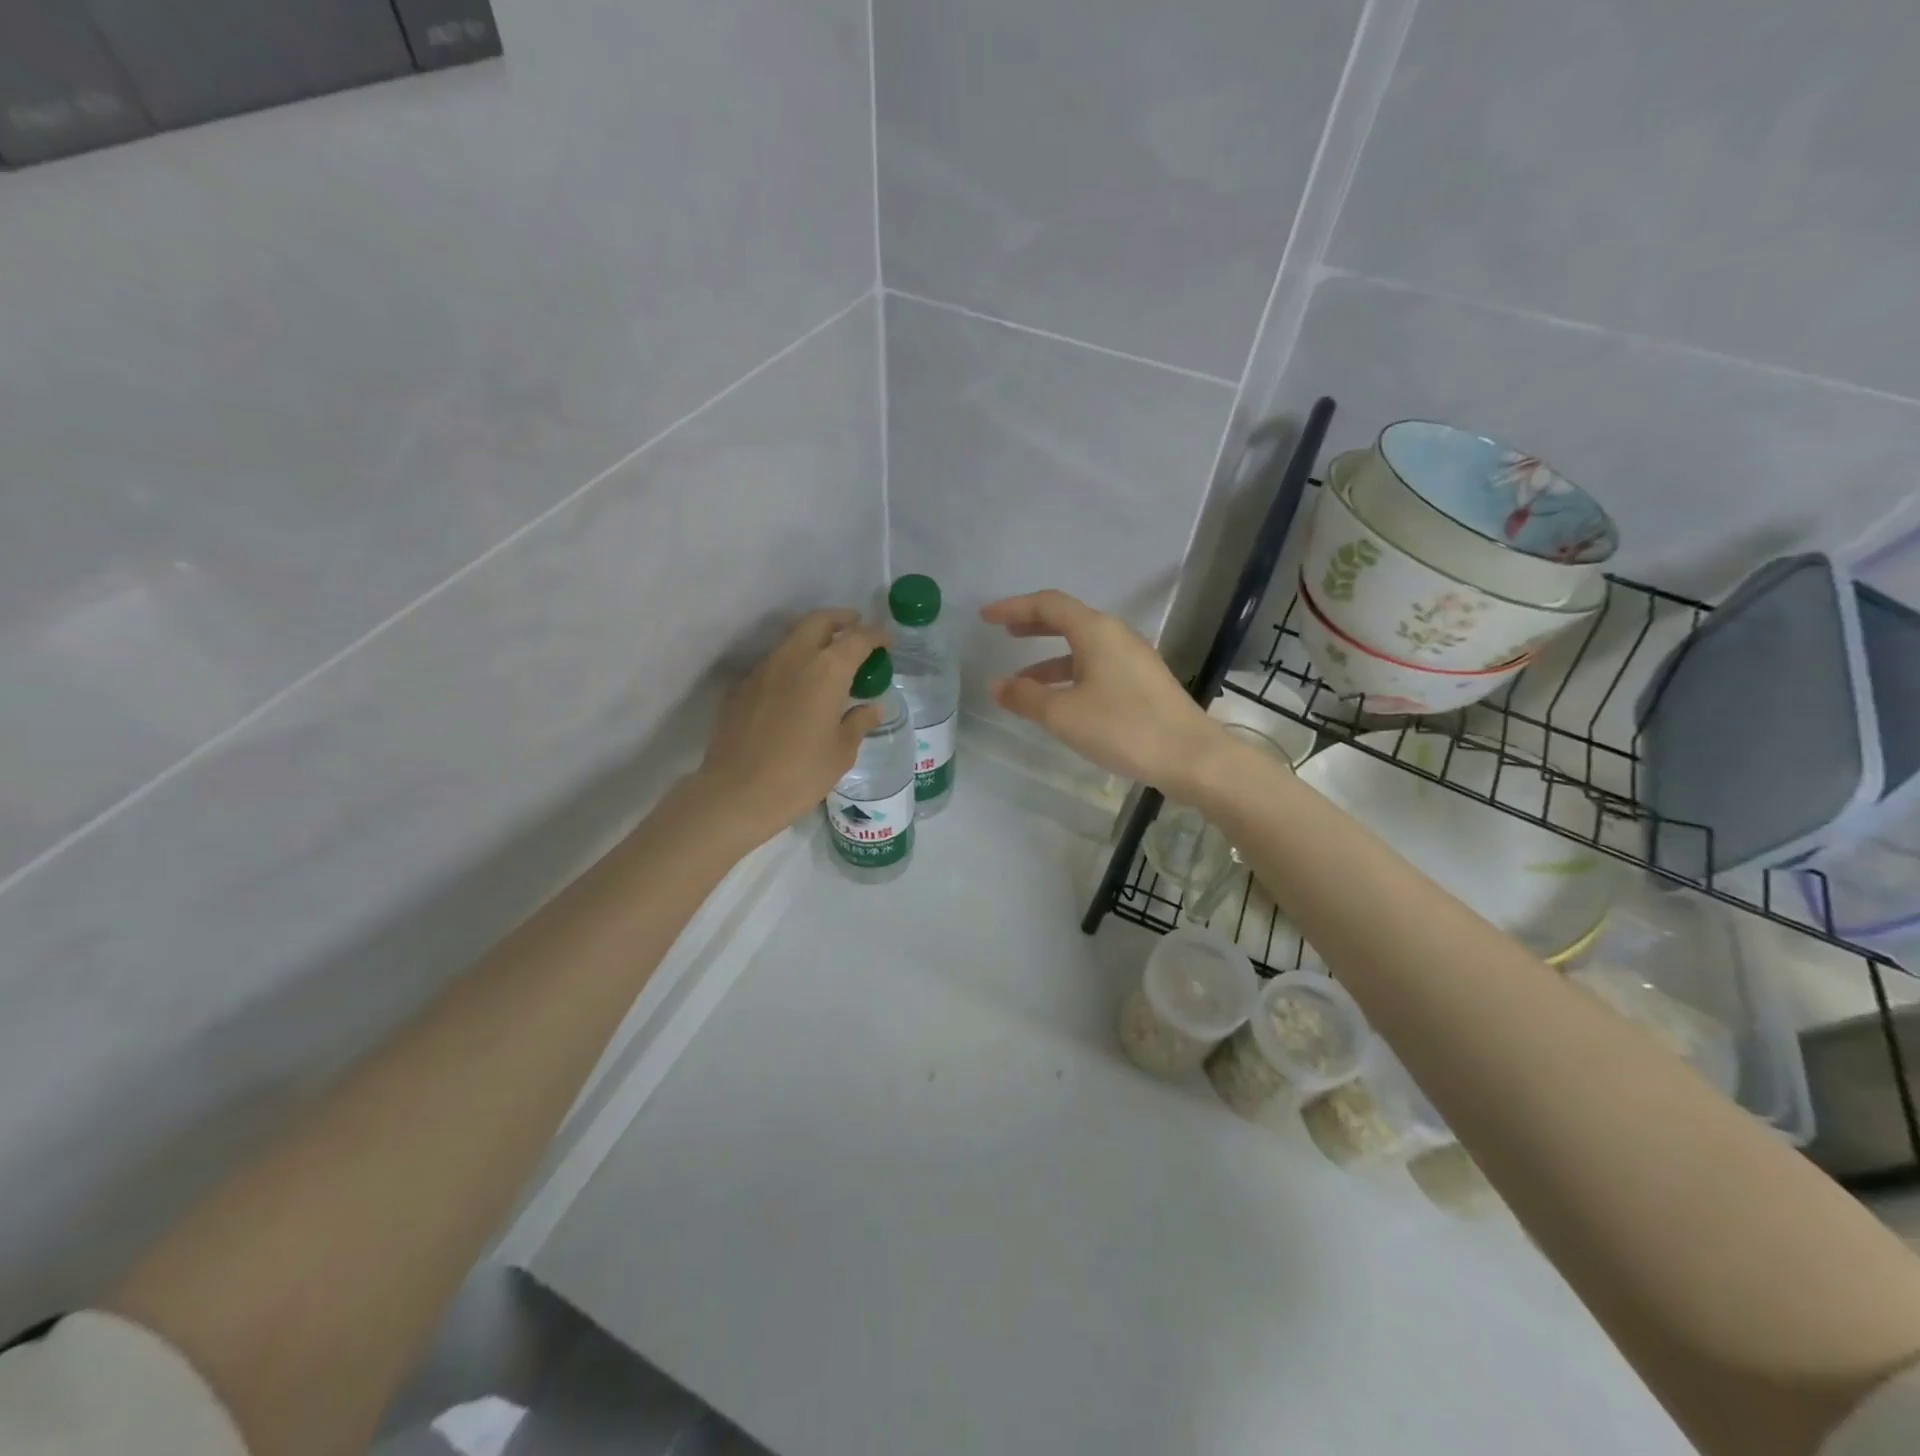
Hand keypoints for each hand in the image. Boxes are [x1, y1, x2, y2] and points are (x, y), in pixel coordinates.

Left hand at [693, 608, 888, 844]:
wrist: (736, 793)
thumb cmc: (800, 774)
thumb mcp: (841, 752)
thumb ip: (858, 723)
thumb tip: (870, 708)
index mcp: (826, 671)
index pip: (857, 639)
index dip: (876, 635)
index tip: (887, 640)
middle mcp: (793, 659)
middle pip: (818, 622)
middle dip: (840, 619)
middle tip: (856, 627)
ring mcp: (762, 671)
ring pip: (791, 640)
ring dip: (812, 640)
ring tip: (827, 658)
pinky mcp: (740, 688)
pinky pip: (771, 665)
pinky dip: (790, 665)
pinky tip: (795, 689)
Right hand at [979, 590, 1228, 795]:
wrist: (1191, 756)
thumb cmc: (1123, 728)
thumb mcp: (1064, 714)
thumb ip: (1025, 697)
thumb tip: (996, 685)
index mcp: (1097, 631)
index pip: (1048, 604)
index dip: (1014, 607)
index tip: (986, 617)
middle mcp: (1116, 636)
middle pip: (1068, 620)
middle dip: (1033, 626)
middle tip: (1006, 634)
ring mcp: (1133, 659)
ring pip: (1083, 648)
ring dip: (1050, 660)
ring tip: (1022, 682)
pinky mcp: (1143, 683)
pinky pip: (1097, 667)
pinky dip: (1071, 676)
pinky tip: (1061, 702)